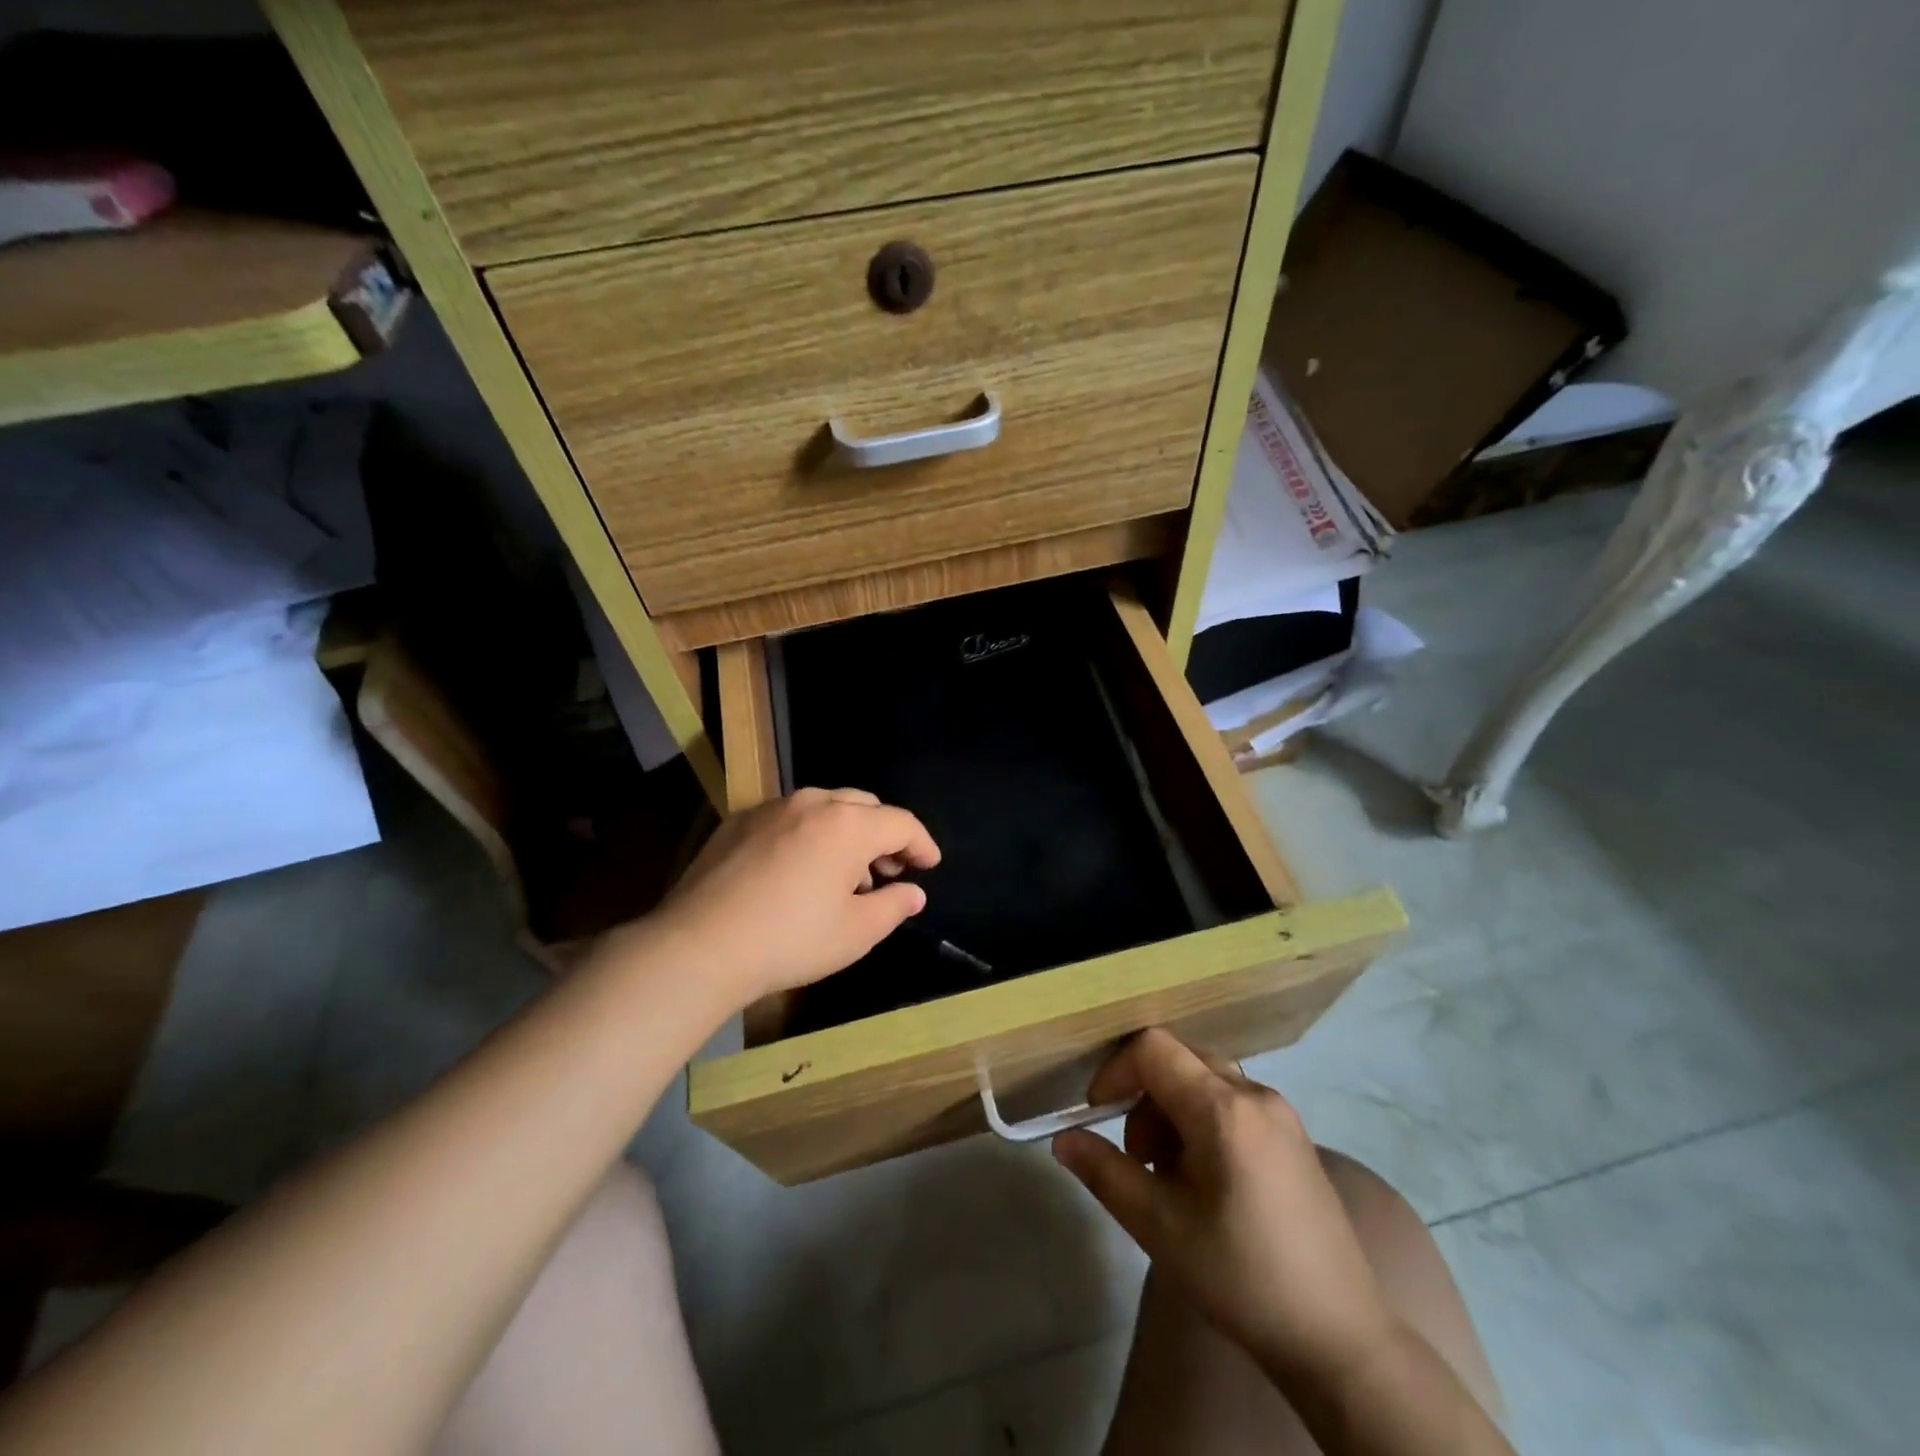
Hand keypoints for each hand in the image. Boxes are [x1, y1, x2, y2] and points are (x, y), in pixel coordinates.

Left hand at [642, 787, 939, 1010]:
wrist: (699, 946)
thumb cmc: (791, 939)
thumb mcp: (855, 932)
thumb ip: (893, 906)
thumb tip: (914, 893)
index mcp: (848, 824)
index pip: (900, 823)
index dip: (922, 843)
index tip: (931, 865)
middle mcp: (813, 803)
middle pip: (864, 806)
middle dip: (884, 835)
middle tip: (891, 869)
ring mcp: (772, 808)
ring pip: (825, 808)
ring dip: (846, 834)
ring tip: (846, 876)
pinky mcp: (739, 821)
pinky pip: (790, 818)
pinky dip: (809, 835)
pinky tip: (801, 870)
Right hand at [1052, 1030, 1395, 1387]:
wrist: (1340, 1338)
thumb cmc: (1241, 1276)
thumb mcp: (1160, 1227)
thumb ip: (1105, 1172)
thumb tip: (1062, 1140)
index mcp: (1224, 1108)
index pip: (1153, 1048)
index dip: (1116, 1071)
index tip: (1097, 1114)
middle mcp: (1255, 1095)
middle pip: (1179, 1060)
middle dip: (1143, 1095)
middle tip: (1138, 1156)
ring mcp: (1281, 1113)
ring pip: (1205, 1080)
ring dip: (1171, 1109)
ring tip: (1169, 1174)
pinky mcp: (1294, 1135)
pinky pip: (1232, 1101)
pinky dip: (1201, 1120)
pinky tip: (1205, 1179)